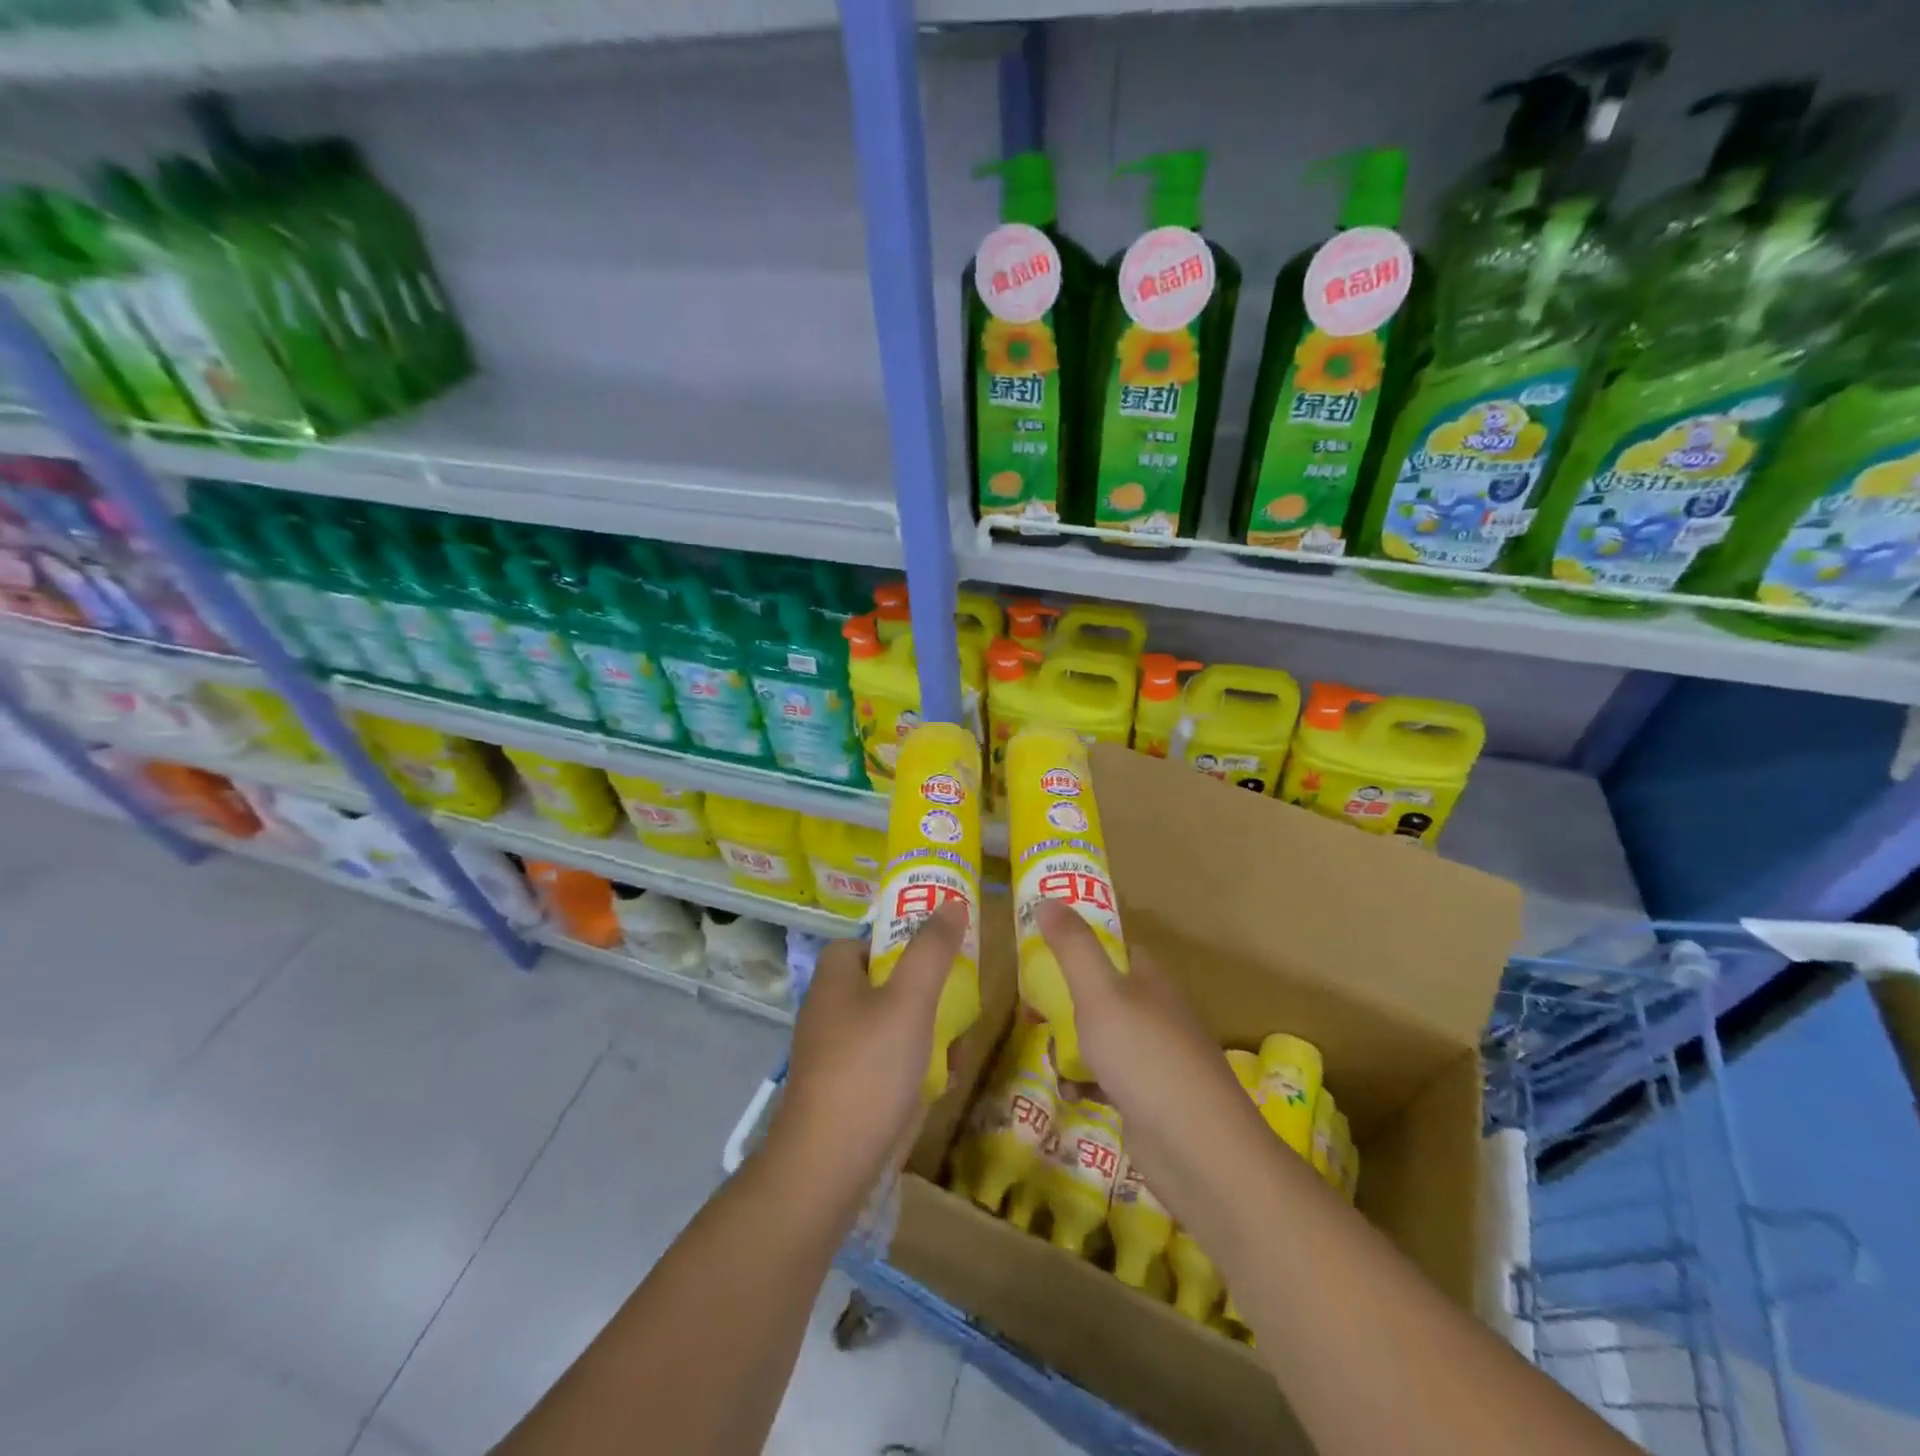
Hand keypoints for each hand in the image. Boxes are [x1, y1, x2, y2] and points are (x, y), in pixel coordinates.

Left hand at [766, 901, 967, 1197]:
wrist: (828, 1167)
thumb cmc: (869, 1069)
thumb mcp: (910, 1000)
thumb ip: (931, 950)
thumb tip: (951, 902)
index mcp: (834, 980)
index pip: (861, 942)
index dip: (895, 939)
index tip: (933, 951)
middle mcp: (828, 1012)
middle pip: (881, 983)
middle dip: (924, 992)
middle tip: (959, 1000)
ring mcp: (834, 1055)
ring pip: (889, 1026)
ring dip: (926, 1032)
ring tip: (958, 1048)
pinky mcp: (844, 1092)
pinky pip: (885, 1063)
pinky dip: (914, 1066)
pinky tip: (942, 1083)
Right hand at [1035, 899, 1266, 1208]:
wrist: (1199, 1150)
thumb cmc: (1145, 1058)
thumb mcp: (1100, 994)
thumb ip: (1073, 948)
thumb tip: (1048, 898)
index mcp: (1149, 979)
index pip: (1114, 947)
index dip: (1079, 945)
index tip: (1042, 953)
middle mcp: (1155, 1011)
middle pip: (1102, 993)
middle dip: (1066, 1003)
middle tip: (1034, 1014)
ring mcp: (1155, 1057)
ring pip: (1102, 1037)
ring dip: (1072, 1046)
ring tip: (1051, 1058)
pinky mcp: (1150, 1098)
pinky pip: (1108, 1079)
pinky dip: (1087, 1083)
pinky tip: (1073, 1094)